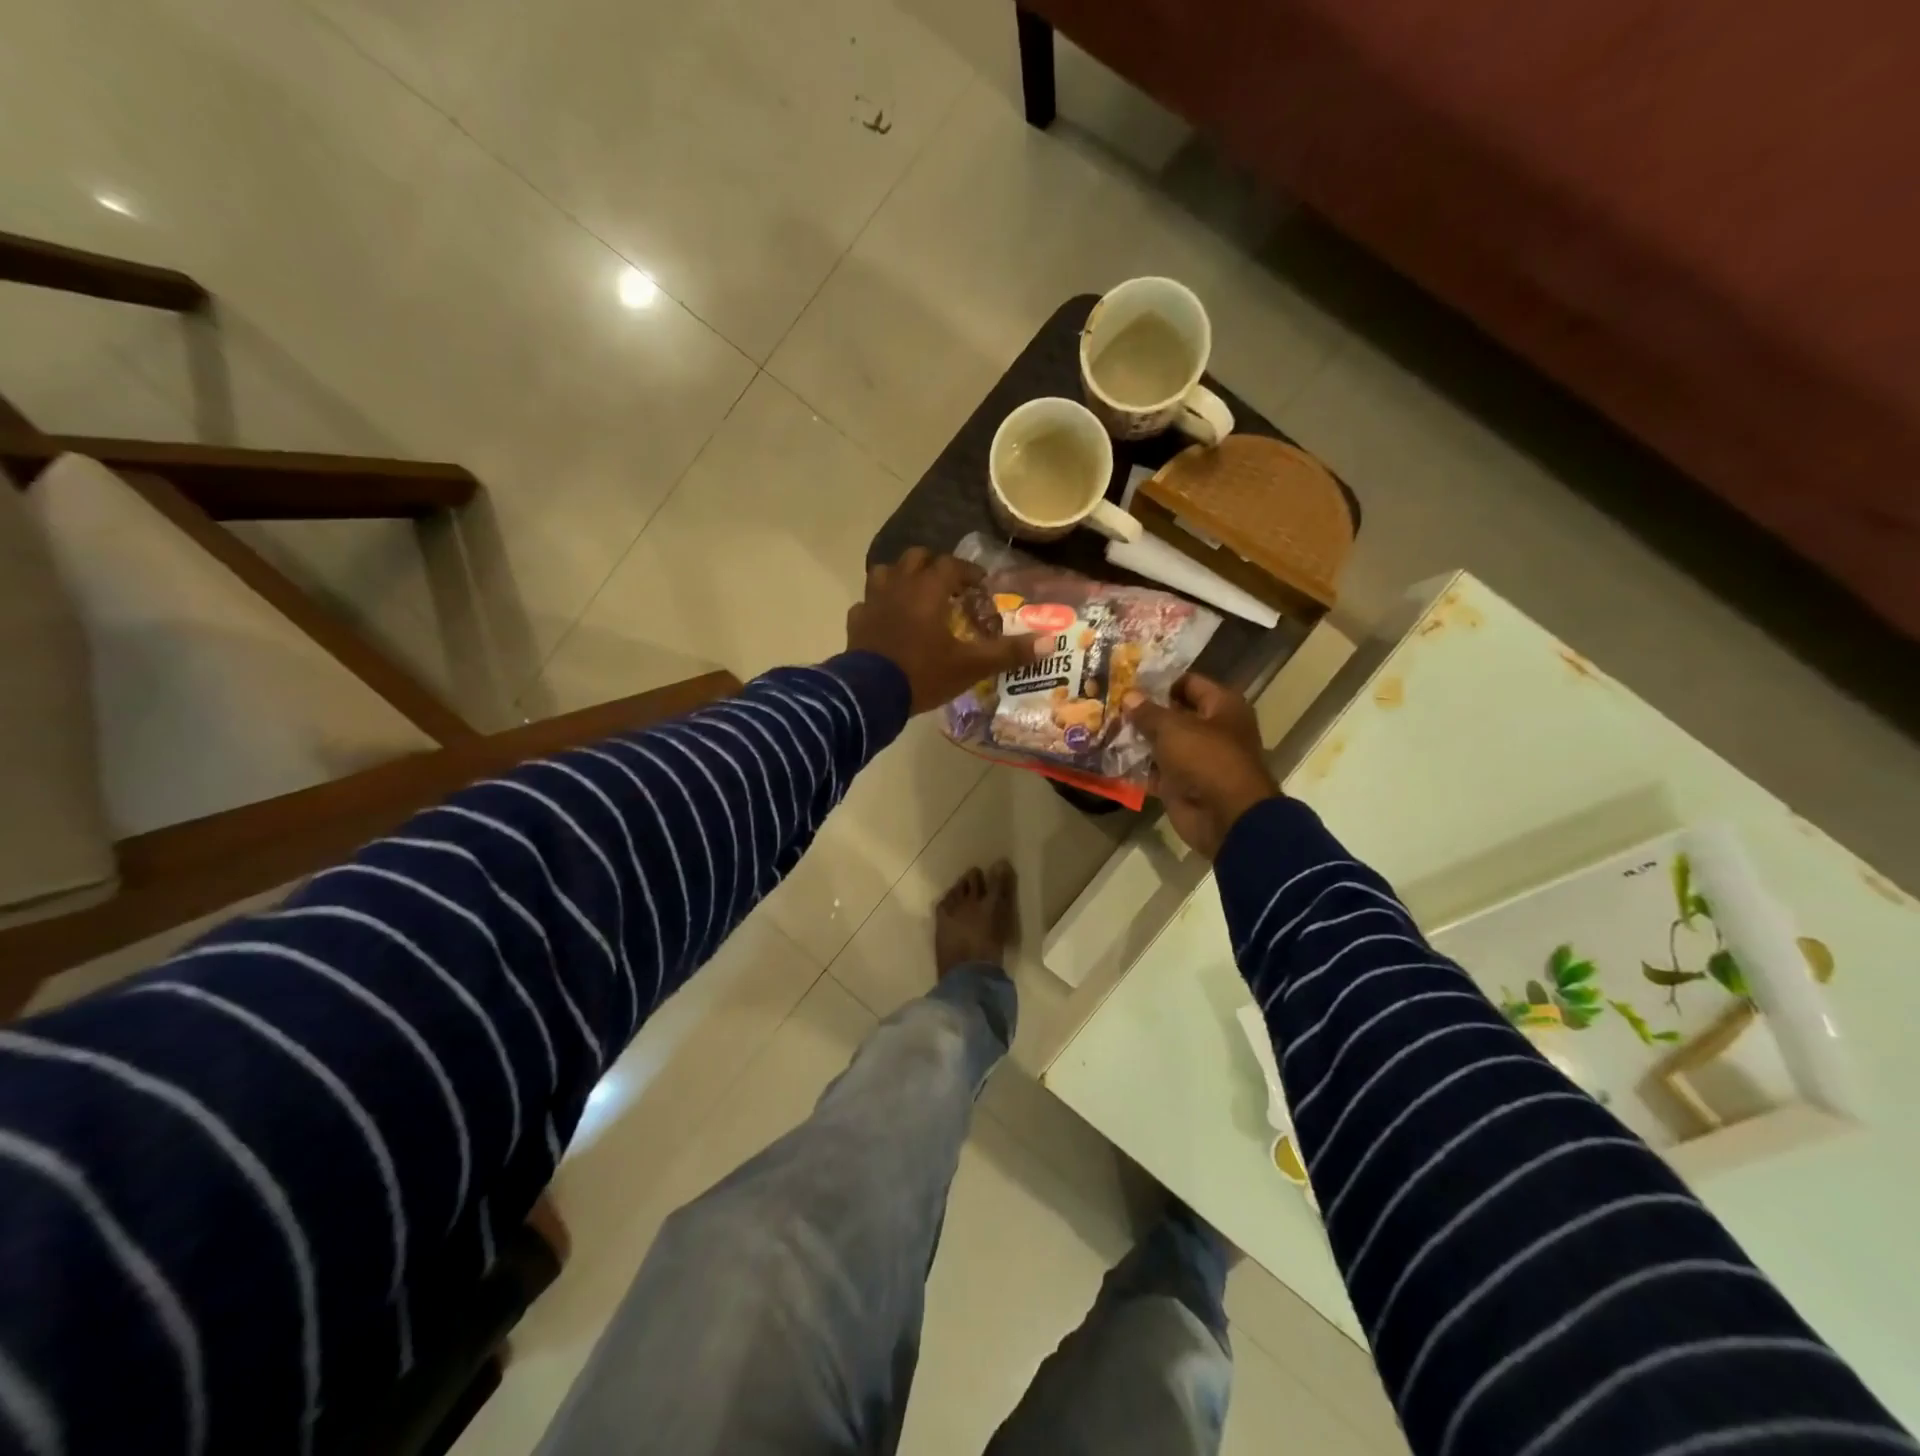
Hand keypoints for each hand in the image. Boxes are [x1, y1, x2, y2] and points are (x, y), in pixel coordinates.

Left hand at [846, 548, 1044, 714]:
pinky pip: (867, 602)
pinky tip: (886, 621)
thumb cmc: (923, 673)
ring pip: (885, 572)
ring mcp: (872, 601)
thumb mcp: (971, 666)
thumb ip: (1008, 652)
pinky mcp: (856, 620)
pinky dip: (878, 606)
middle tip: (948, 587)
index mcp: (928, 589)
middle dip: (933, 566)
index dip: (968, 571)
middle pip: (916, 558)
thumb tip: (1051, 642)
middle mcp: (899, 585)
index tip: (980, 585)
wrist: (870, 695)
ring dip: (901, 578)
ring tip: (914, 596)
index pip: (951, 564)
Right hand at [1124, 674, 1278, 858]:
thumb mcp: (1173, 728)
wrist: (1224, 816)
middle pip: (1173, 714)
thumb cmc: (1206, 759)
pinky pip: (1155, 770)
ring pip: (1161, 743)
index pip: (1188, 683)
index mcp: (1221, 707)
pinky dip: (1136, 766)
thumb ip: (1148, 711)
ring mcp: (1196, 759)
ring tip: (1103, 725)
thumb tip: (1129, 696)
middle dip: (1142, 710)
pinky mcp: (1181, 784)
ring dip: (1136, 738)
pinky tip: (1108, 756)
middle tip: (1109, 701)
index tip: (1127, 678)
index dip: (1159, 680)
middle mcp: (1211, 729)